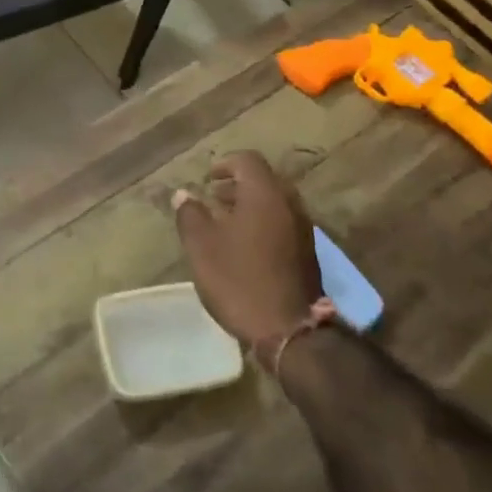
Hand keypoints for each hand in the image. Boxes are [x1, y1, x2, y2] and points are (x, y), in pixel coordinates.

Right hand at [172, 151, 321, 349]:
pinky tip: (245, 247)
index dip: (225, 164)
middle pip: (264, 180)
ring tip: (226, 223)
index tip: (207, 179)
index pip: (247, 160)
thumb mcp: (202, 246)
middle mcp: (289, 204)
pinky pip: (283, 223)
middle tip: (214, 198)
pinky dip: (264, 223)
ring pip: (275, 203)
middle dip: (238, 185)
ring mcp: (304, 229)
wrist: (289, 331)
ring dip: (250, 205)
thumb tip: (183, 194)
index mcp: (265, 194)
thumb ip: (190, 214)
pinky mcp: (308, 253)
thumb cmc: (239, 279)